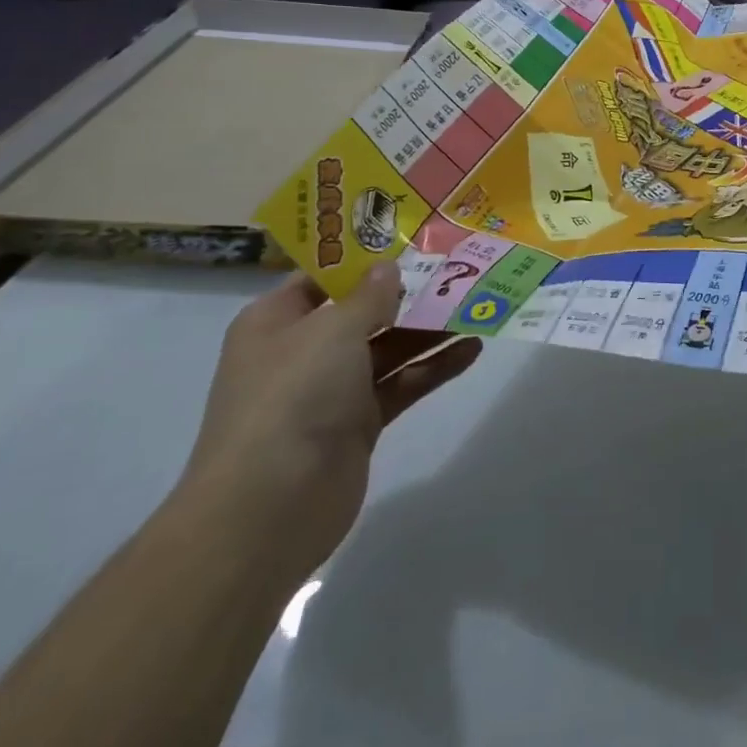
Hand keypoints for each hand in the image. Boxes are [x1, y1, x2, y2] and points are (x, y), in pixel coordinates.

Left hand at [176, 265, 481, 579]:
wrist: (269, 509)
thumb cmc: (293, 397)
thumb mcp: (333, 330)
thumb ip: (369, 296)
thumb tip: (389, 268)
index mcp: (277, 321)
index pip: (324, 276)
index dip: (365, 256)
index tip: (412, 237)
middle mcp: (303, 351)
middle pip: (363, 311)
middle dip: (409, 292)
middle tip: (458, 266)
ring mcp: (332, 390)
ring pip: (389, 347)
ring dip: (430, 328)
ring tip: (477, 303)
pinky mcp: (359, 424)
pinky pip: (402, 383)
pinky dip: (434, 366)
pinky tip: (473, 348)